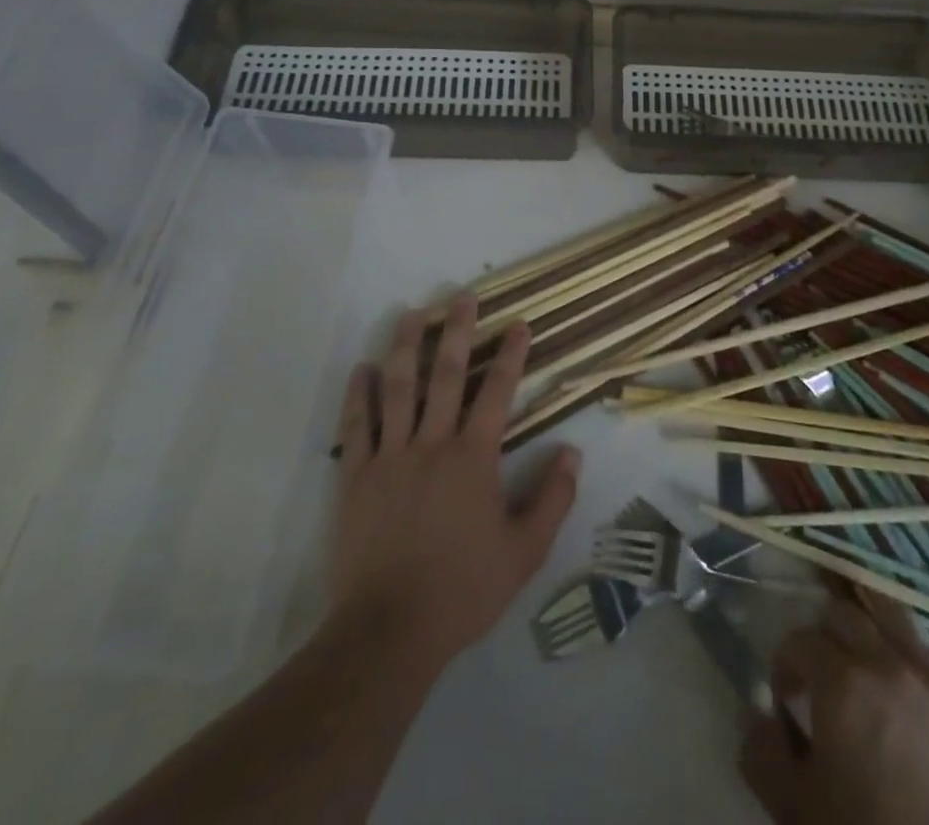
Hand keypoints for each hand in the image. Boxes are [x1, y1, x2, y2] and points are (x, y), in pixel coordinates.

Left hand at [329, 295, 580, 670]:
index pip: (497, 392)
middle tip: (461, 297)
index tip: (518, 324)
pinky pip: (356, 426)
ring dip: (404, 347)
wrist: (389, 632)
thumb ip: (552, 499)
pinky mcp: (356, 478)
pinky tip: (361, 368)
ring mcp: (390, 457)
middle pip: (445, 375)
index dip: (510, 355)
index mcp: (473, 458)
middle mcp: (431, 444)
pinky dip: (358, 395)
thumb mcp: (524, 552)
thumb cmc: (462, 589)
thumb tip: (573, 453)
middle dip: (456, 331)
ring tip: (410, 314)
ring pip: (397, 389)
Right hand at [741, 596, 928, 824]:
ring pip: (894, 614)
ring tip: (868, 654)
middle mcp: (886, 661)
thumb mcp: (794, 807)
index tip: (786, 696)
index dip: (785, 664)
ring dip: (872, 625)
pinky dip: (921, 654)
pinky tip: (914, 678)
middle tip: (825, 672)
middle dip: (826, 636)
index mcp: (840, 682)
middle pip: (845, 613)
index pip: (798, 640)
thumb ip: (761, 753)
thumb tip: (754, 716)